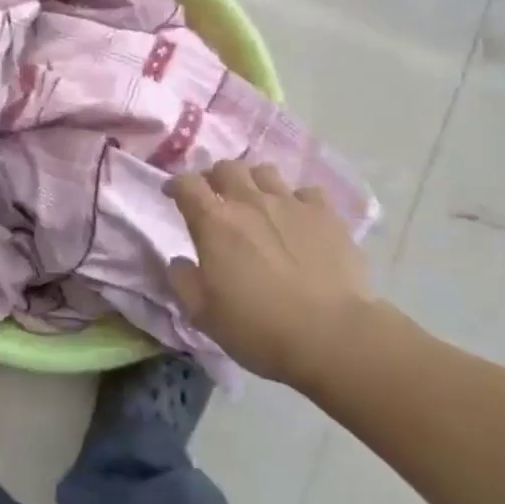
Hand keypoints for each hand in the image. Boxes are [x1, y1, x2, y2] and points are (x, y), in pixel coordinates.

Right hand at [166, 160, 378, 384]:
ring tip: (257, 203)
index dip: (176, 185)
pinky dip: (297, 201)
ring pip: (265, 172)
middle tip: (216, 198)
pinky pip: (307, 192)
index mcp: (214, 222)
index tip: (173, 195)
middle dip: (215, 178)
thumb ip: (184, 281)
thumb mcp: (204, 314)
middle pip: (226, 168)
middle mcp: (250, 201)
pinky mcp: (327, 215)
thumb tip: (179, 262)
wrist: (332, 335)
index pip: (186, 184)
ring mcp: (291, 204)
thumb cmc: (258, 328)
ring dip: (254, 182)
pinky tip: (299, 219)